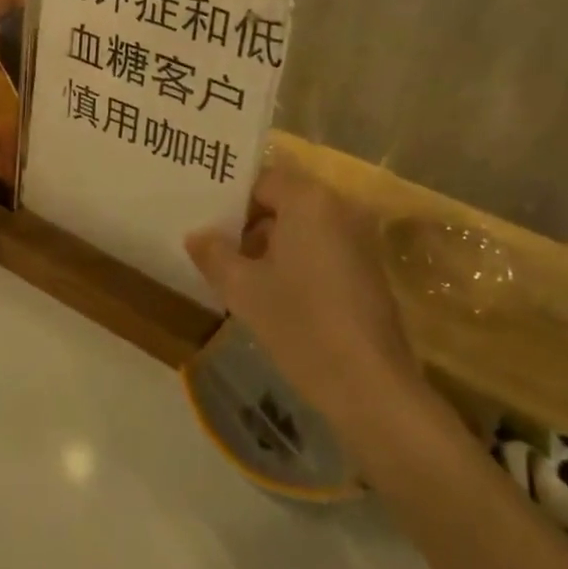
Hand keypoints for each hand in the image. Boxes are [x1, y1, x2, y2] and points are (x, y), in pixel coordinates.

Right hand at [186, 160, 417, 419]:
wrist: (371, 387)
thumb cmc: (301, 325)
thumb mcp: (244, 289)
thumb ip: (214, 254)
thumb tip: (196, 235)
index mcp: (309, 199)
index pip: (260, 181)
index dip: (230, 201)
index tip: (205, 225)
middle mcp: (339, 207)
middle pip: (283, 201)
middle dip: (248, 224)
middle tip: (215, 250)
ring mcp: (359, 239)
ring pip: (302, 227)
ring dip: (271, 245)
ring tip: (238, 276)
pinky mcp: (368, 270)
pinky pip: (322, 248)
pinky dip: (296, 261)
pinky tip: (274, 295)